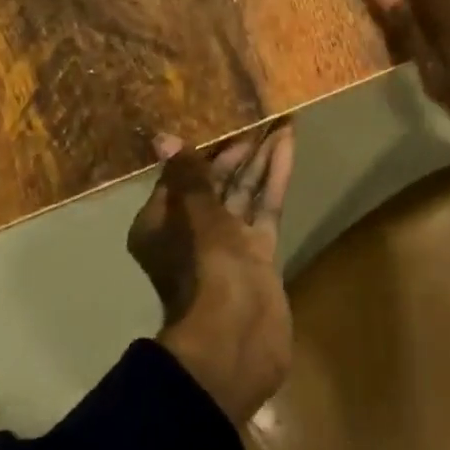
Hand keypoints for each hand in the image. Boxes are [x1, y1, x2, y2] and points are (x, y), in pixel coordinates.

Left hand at [128, 123, 294, 424]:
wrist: (236, 337)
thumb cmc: (204, 268)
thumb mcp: (194, 214)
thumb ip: (187, 175)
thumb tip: (164, 138)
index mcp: (161, 225)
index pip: (181, 175)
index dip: (203, 147)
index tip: (223, 116)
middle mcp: (191, 232)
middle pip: (215, 181)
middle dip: (238, 148)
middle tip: (260, 112)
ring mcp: (228, 244)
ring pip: (244, 191)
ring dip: (260, 157)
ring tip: (280, 120)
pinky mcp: (258, 253)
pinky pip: (265, 206)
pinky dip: (274, 177)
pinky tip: (287, 145)